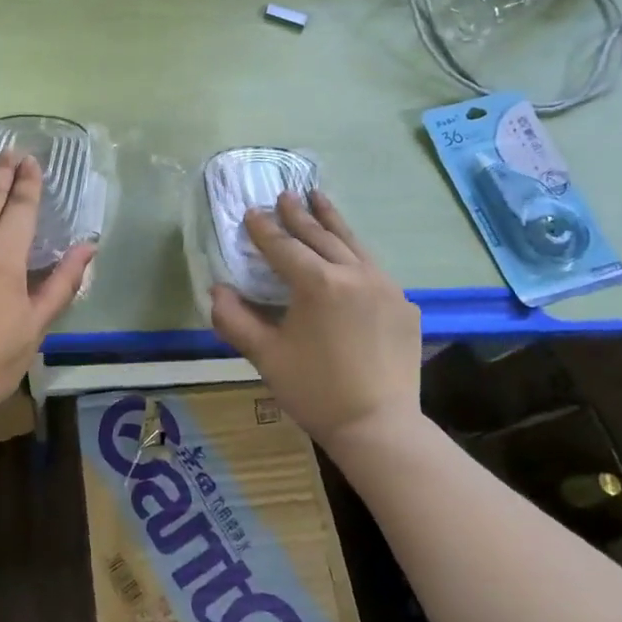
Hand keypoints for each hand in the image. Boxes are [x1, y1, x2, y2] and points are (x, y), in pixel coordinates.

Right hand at [210, 190, 422, 458]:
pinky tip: (350, 255)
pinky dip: (356, 254)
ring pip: (354, 244)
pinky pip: (375, 269)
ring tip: (319, 198)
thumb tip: (217, 291)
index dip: (264, 229)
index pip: (284, 247)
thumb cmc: (315, 391)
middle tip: (285, 195)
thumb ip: (235, 319)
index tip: (251, 212)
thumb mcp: (265, 356)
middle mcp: (355, 274)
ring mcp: (386, 287)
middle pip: (321, 236)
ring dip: (332, 221)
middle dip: (300, 214)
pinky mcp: (404, 306)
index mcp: (318, 283)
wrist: (379, 427)